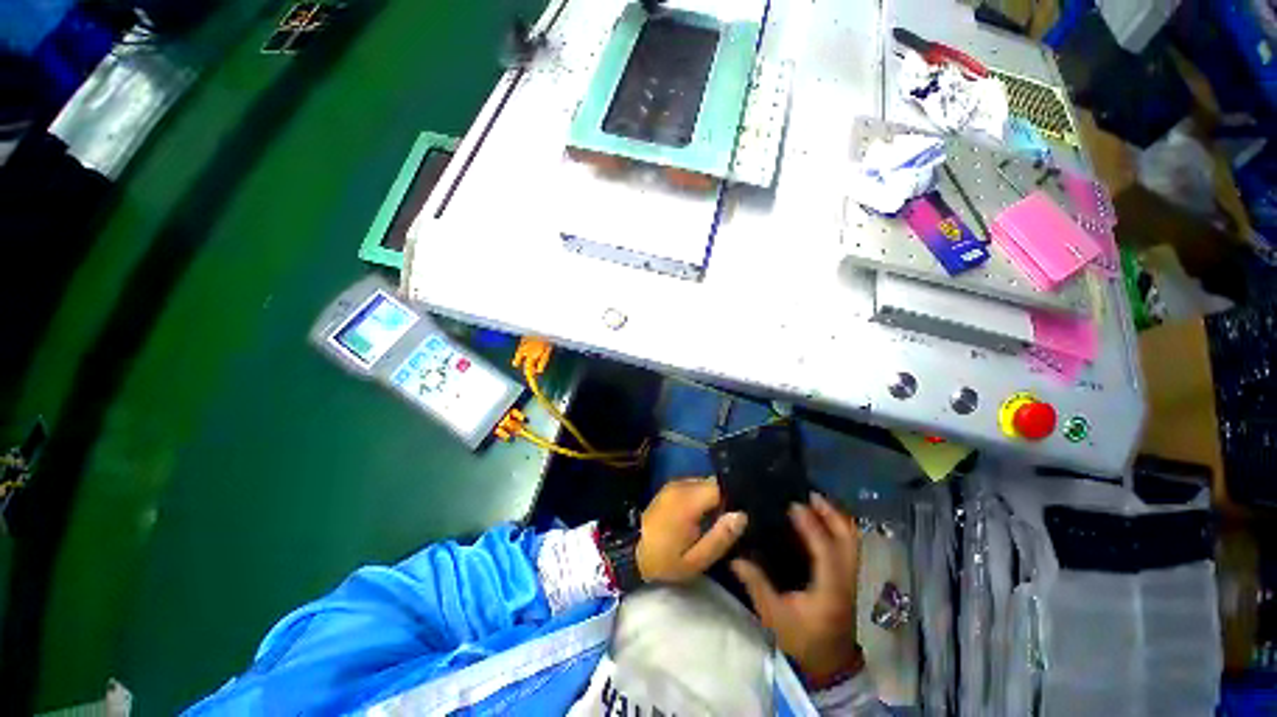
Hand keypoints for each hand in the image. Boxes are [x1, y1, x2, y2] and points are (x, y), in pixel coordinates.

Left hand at [637, 478, 747, 582]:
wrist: (631, 552)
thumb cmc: (664, 560)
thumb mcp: (696, 560)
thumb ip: (720, 537)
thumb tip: (741, 515)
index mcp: (688, 500)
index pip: (721, 486)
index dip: (733, 500)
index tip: (737, 518)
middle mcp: (681, 485)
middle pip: (713, 484)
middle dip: (724, 501)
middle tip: (726, 525)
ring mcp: (674, 484)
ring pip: (704, 484)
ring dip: (712, 499)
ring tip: (713, 522)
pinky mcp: (670, 488)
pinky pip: (694, 487)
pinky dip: (701, 498)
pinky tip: (700, 517)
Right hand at [731, 494, 862, 684]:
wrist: (829, 662)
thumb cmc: (803, 638)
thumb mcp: (775, 616)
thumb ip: (757, 585)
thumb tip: (736, 557)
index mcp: (831, 588)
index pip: (826, 550)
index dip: (812, 526)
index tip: (794, 505)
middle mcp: (846, 577)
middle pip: (849, 537)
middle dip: (830, 512)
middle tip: (807, 494)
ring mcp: (850, 575)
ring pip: (851, 538)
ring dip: (834, 516)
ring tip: (811, 501)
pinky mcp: (847, 574)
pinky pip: (846, 542)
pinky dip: (835, 525)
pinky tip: (816, 518)